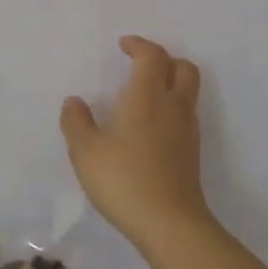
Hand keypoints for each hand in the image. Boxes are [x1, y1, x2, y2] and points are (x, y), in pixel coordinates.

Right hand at [60, 36, 210, 250]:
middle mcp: (173, 105)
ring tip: (144, 94)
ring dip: (171, 82)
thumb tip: (74, 102)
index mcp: (147, 95)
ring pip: (188, 91)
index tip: (123, 45)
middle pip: (183, 67)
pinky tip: (151, 126)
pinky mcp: (192, 152)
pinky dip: (172, 107)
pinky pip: (186, 114)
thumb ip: (76, 122)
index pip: (152, 55)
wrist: (170, 223)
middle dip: (163, 59)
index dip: (139, 45)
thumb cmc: (124, 179)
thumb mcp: (85, 151)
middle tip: (140, 64)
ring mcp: (188, 129)